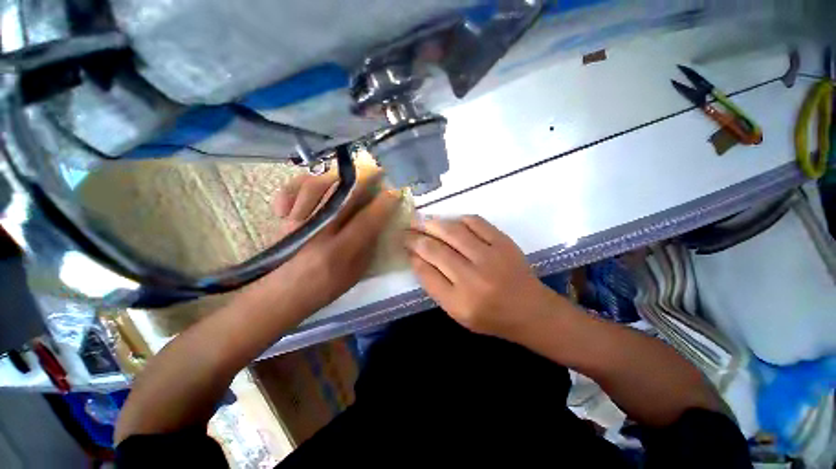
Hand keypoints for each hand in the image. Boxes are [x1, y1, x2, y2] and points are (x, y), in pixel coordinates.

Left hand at [246, 167, 400, 313]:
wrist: (283, 294)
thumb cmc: (325, 287)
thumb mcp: (356, 273)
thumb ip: (368, 247)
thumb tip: (378, 223)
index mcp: (340, 251)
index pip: (367, 220)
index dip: (384, 204)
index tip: (395, 193)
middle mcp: (319, 231)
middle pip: (344, 196)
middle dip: (365, 180)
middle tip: (378, 173)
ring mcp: (297, 221)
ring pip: (317, 186)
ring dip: (337, 176)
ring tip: (351, 175)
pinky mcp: (284, 218)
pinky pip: (290, 189)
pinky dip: (301, 182)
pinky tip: (315, 184)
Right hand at [404, 215, 560, 338]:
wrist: (531, 310)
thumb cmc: (491, 316)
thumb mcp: (457, 312)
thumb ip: (435, 286)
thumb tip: (416, 257)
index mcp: (459, 302)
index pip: (425, 272)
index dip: (411, 255)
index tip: (403, 245)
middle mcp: (473, 278)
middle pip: (435, 249)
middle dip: (415, 237)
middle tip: (405, 229)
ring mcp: (490, 257)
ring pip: (452, 232)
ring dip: (432, 223)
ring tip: (420, 220)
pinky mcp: (504, 242)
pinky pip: (475, 222)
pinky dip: (458, 219)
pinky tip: (449, 221)